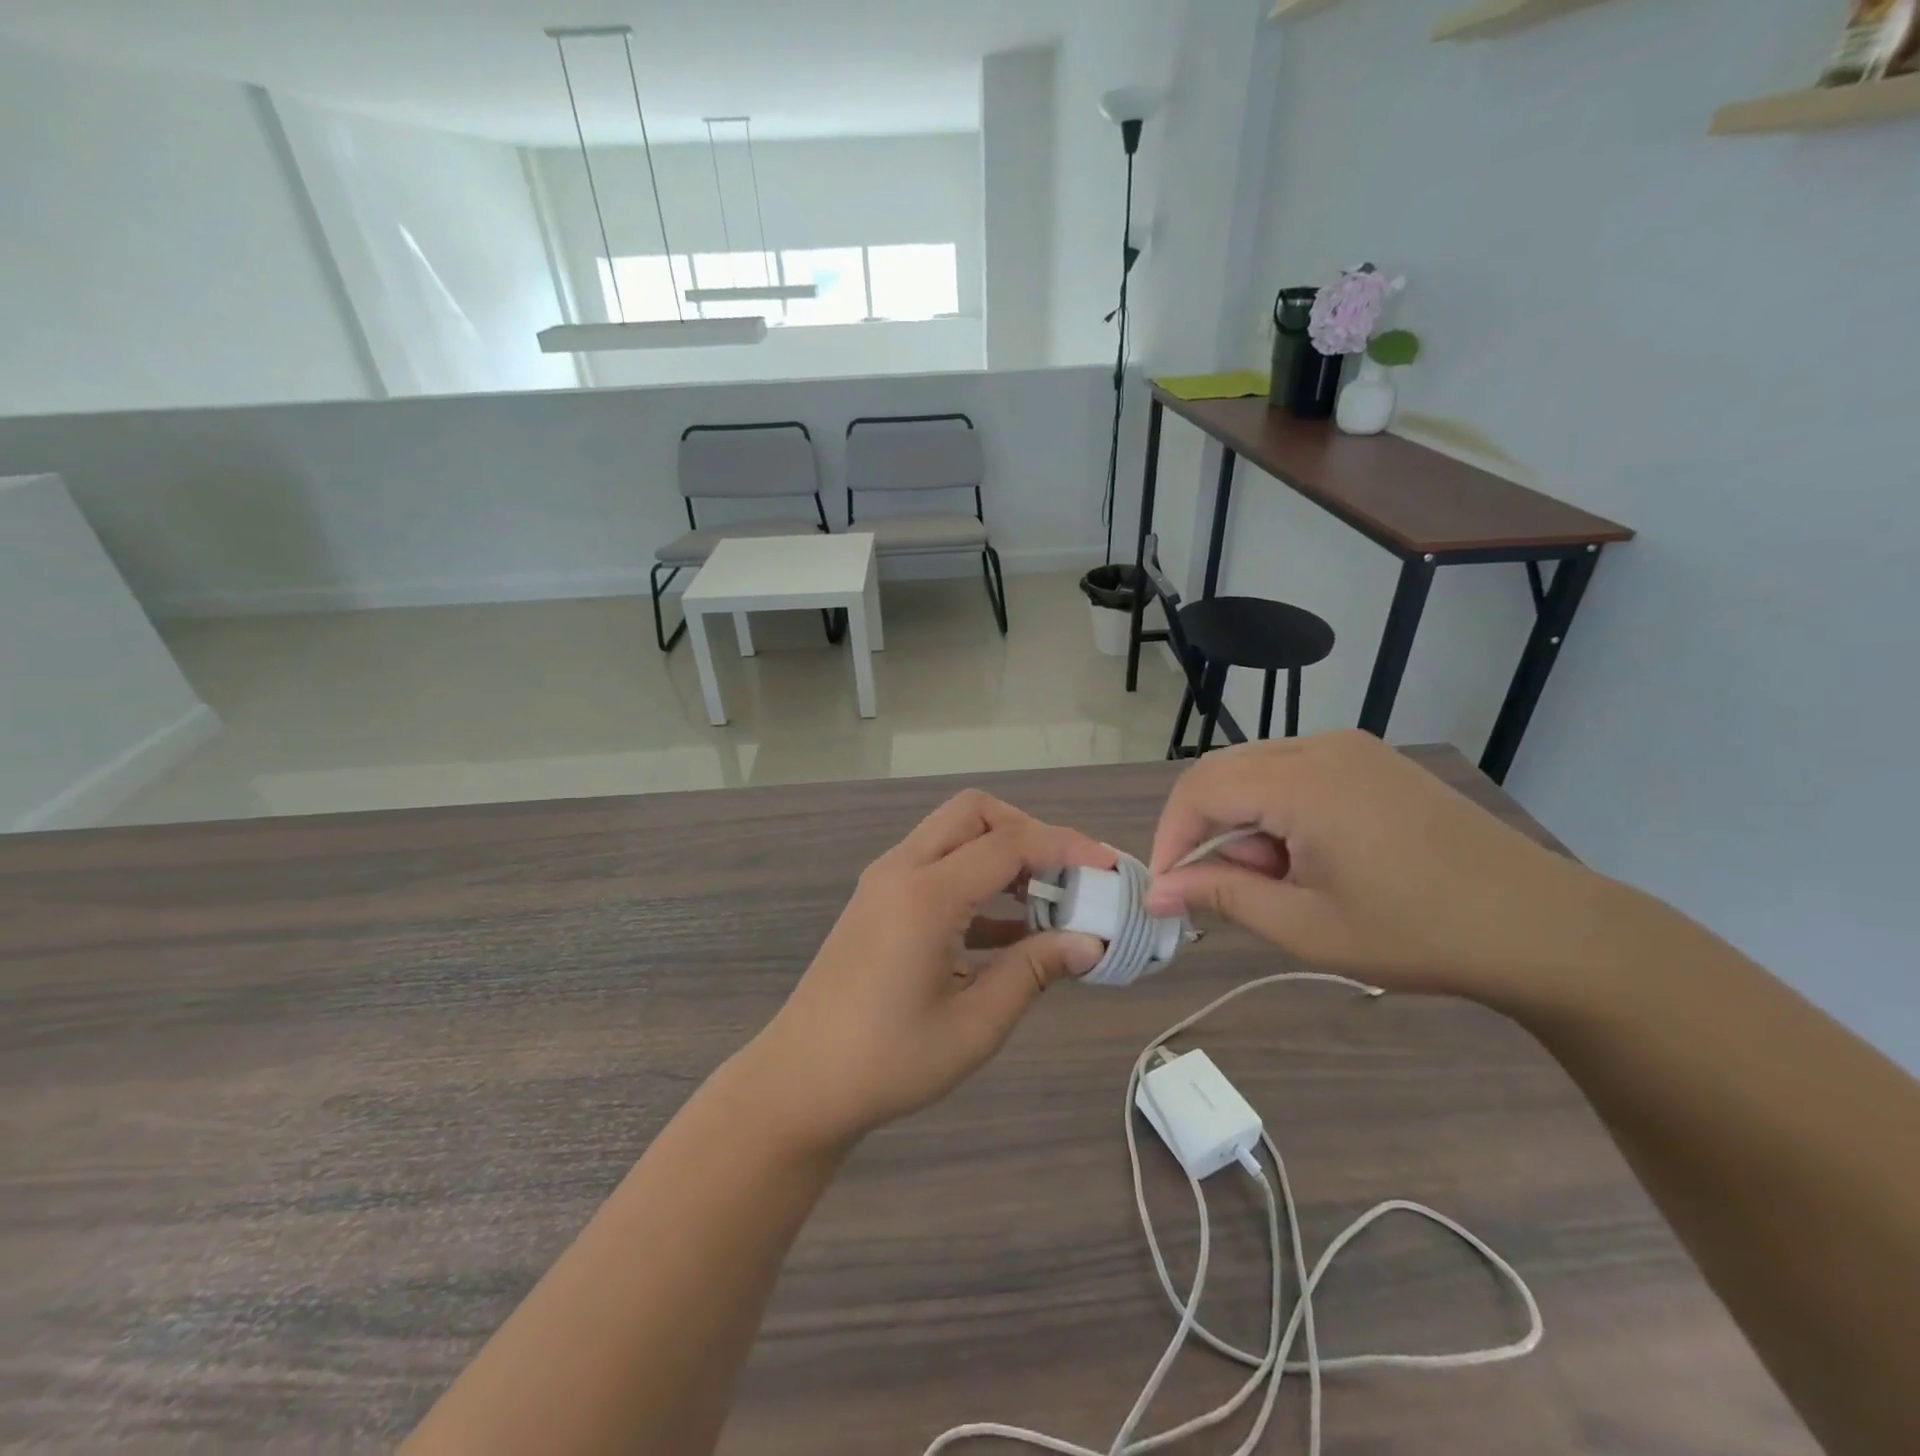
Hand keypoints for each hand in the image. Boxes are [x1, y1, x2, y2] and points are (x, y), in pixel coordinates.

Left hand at [742, 791, 1113, 1150]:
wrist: (799, 1084)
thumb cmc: (887, 1061)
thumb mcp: (974, 1024)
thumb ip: (1033, 971)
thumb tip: (1090, 943)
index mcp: (925, 894)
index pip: (1008, 844)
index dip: (1065, 847)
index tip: (1108, 865)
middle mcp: (902, 870)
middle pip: (973, 813)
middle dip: (1027, 832)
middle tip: (1066, 877)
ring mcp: (884, 883)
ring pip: (952, 834)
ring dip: (1000, 855)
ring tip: (1045, 904)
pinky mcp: (878, 902)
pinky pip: (935, 866)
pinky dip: (974, 881)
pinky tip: (1006, 931)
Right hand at [1143, 732, 1617, 1001]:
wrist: (1542, 927)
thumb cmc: (1416, 933)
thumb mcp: (1305, 926)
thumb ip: (1221, 895)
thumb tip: (1158, 891)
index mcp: (1301, 781)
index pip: (1199, 790)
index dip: (1171, 837)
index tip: (1168, 889)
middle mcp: (1320, 747)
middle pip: (1223, 773)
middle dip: (1207, 830)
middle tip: (1227, 889)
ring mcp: (1351, 748)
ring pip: (1256, 772)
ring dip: (1244, 823)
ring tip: (1280, 880)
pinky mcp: (1372, 761)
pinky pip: (1294, 772)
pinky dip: (1277, 812)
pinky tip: (1310, 857)